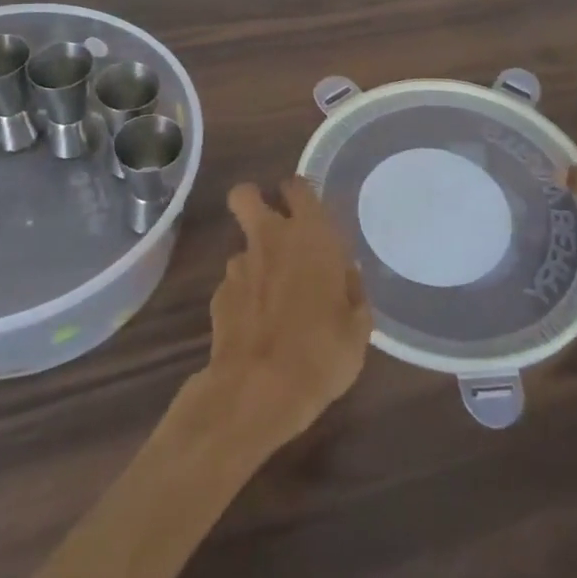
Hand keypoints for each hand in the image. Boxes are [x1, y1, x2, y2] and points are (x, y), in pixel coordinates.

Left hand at [199, 179, 371, 454]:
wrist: (258, 390)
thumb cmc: (322, 353)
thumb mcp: (358, 328)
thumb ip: (353, 292)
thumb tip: (347, 276)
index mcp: (312, 235)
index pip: (298, 187)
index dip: (299, 192)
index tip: (307, 209)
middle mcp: (271, 239)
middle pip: (245, 195)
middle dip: (254, 200)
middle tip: (274, 226)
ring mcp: (239, 267)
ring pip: (242, 245)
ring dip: (255, 261)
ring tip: (272, 296)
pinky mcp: (218, 296)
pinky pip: (234, 284)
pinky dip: (243, 297)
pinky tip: (256, 326)